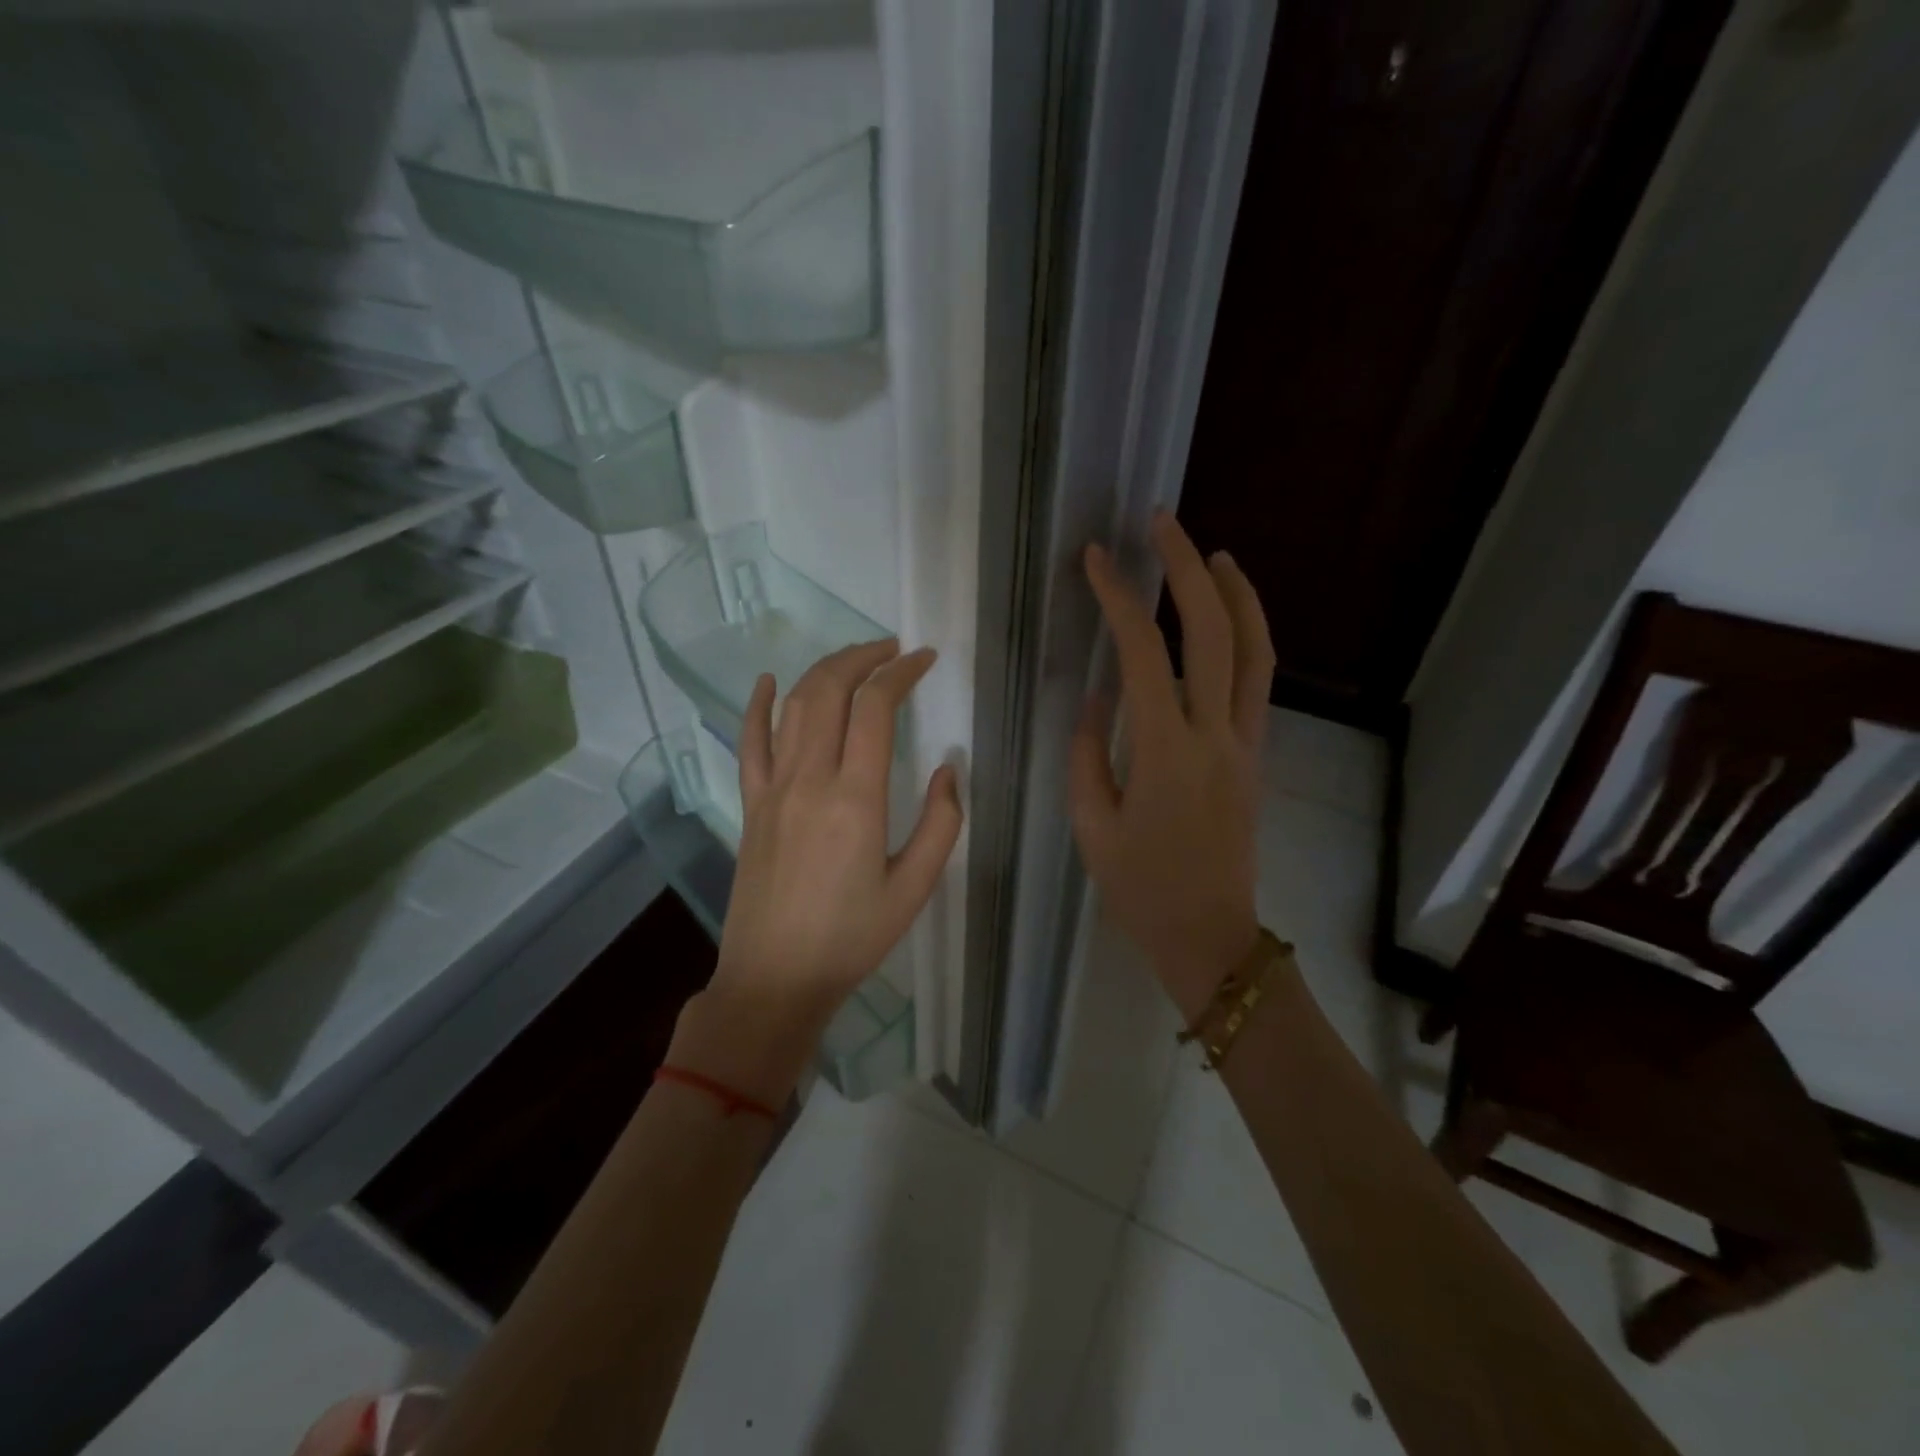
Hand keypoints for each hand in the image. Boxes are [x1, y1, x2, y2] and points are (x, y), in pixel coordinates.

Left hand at [675, 640, 962, 1100]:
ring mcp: (772, 789)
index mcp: (856, 799)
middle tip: (892, 650)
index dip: (900, 673)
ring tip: (855, 660)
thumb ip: (940, 824)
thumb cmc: (852, 938)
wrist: (775, 978)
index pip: (875, 708)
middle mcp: (810, 780)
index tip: (923, 659)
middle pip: (829, 691)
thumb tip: (946, 770)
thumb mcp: (914, 888)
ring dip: (824, 671)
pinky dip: (759, 705)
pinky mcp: (751, 805)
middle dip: (862, 657)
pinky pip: (750, 742)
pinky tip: (770, 681)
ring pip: (794, 707)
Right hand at [1069, 512, 1275, 1020]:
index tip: (1096, 559)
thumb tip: (1097, 696)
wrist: (1210, 937)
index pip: (1143, 654)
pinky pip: (1259, 682)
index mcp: (1165, 753)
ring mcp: (1246, 743)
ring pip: (1254, 650)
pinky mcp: (1257, 756)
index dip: (1118, 598)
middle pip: (1213, 632)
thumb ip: (1087, 753)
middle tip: (1161, 522)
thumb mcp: (1092, 825)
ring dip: (1235, 592)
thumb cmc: (1139, 889)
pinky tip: (1227, 617)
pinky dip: (1248, 635)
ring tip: (1211, 552)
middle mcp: (1215, 735)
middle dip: (1186, 568)